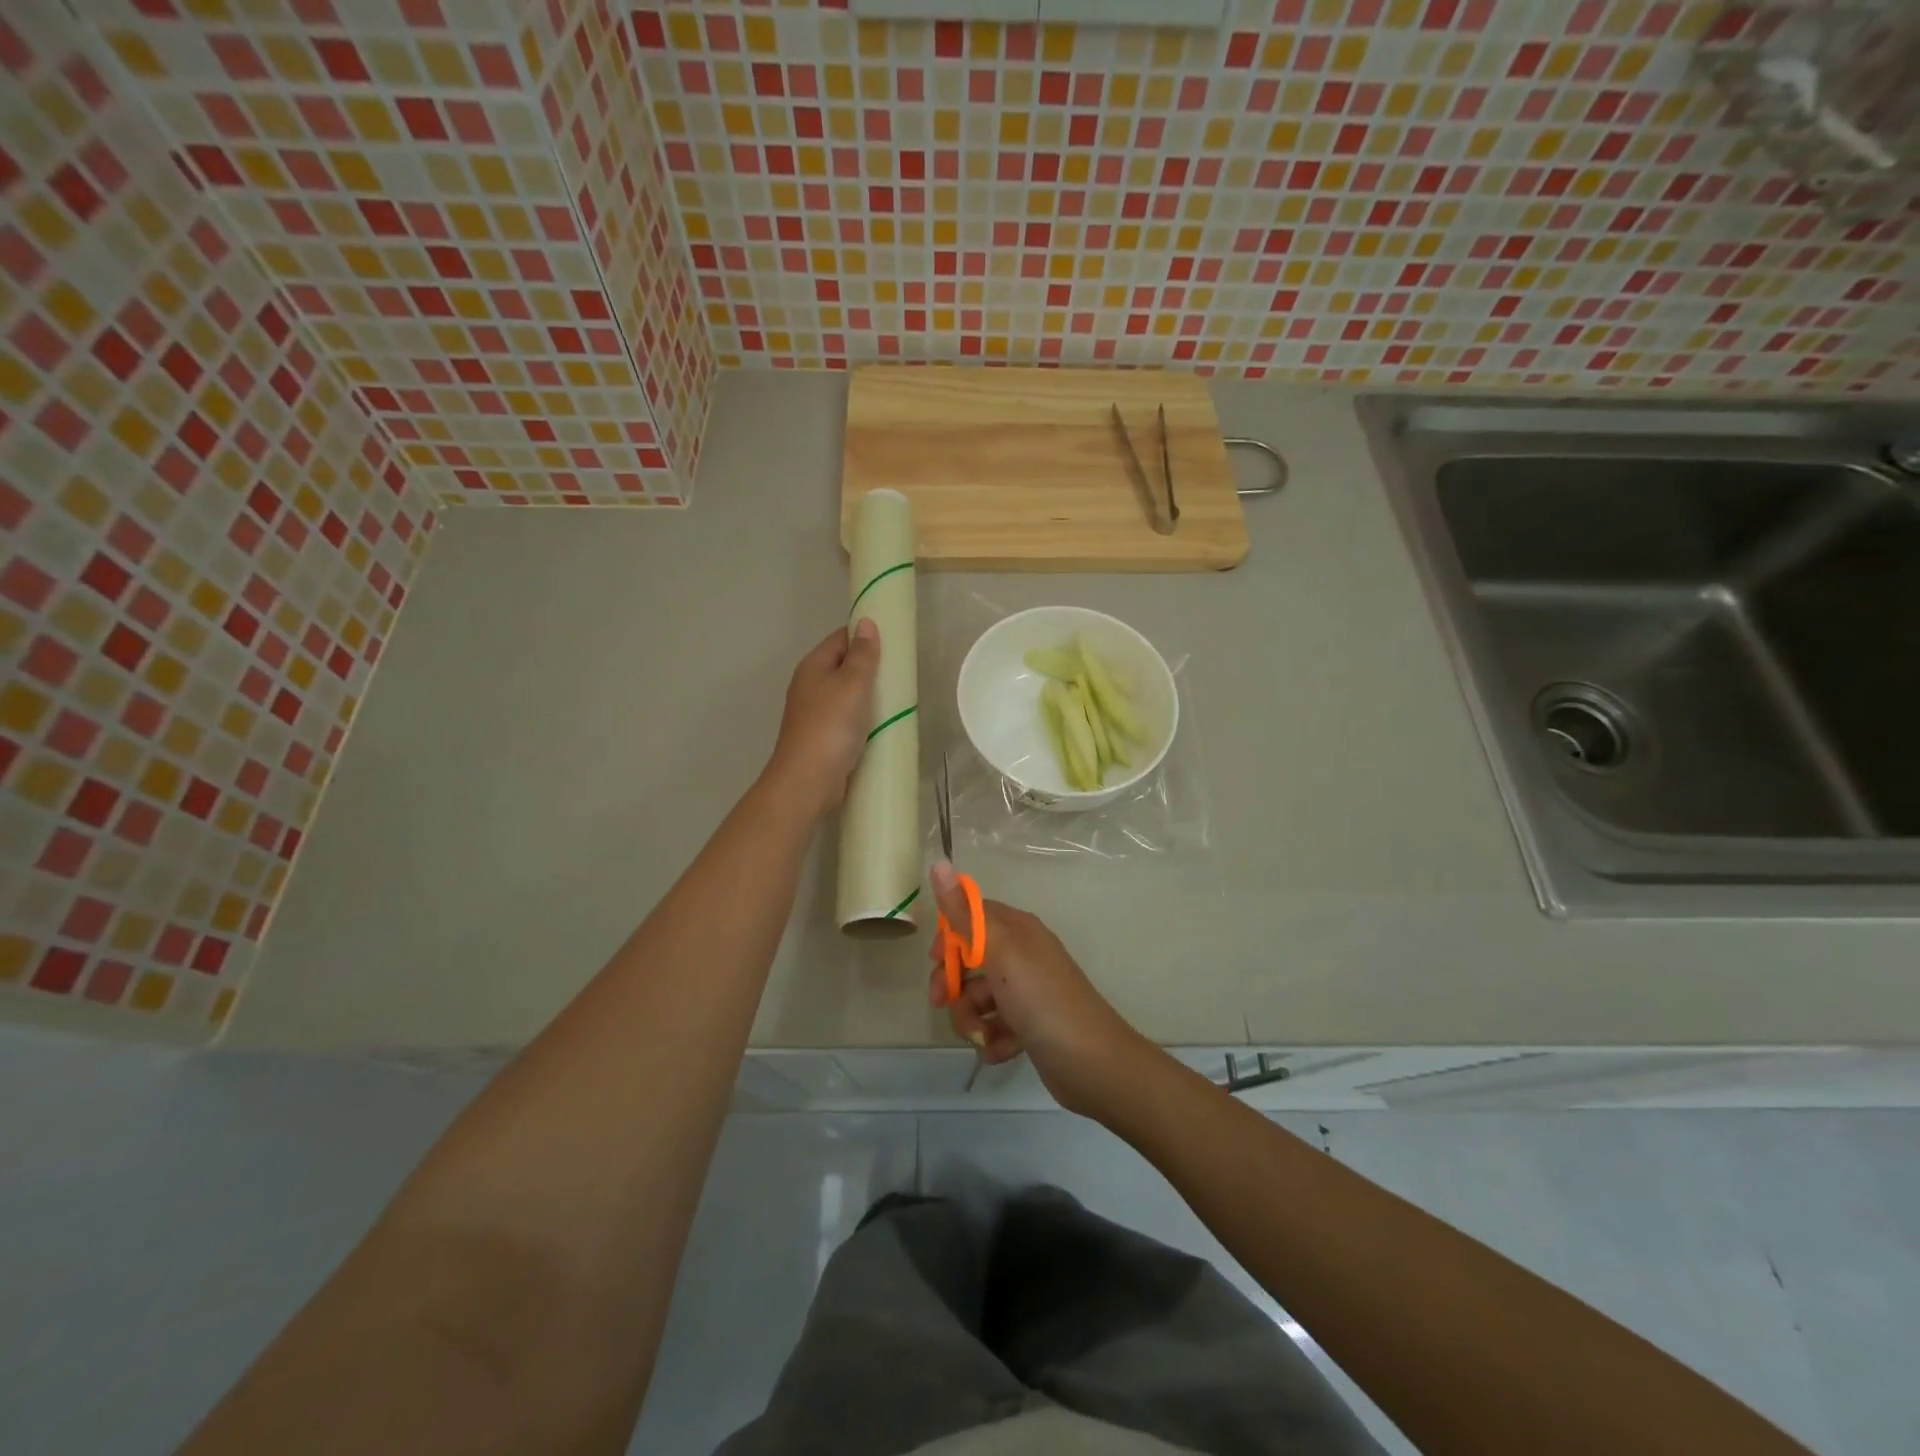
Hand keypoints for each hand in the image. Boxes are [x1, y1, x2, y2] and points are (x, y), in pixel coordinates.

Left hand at [766, 619, 880, 815]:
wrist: (808, 780)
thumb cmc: (831, 725)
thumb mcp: (852, 683)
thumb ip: (862, 654)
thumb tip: (866, 622)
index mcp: (813, 666)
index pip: (841, 638)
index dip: (865, 636)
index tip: (894, 642)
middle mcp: (810, 686)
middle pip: (844, 666)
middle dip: (871, 668)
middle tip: (902, 672)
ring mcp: (815, 714)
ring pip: (847, 695)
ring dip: (869, 696)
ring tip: (899, 698)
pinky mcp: (823, 738)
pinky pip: (848, 719)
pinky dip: (865, 719)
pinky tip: (883, 725)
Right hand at [926, 861, 1146, 1117]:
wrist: (1092, 1061)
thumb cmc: (1041, 998)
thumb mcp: (999, 950)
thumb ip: (964, 913)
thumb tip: (940, 861)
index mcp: (1017, 930)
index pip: (972, 916)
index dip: (949, 936)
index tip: (935, 959)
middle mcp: (1022, 955)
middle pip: (970, 961)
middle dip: (953, 985)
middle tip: (942, 1003)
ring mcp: (1027, 992)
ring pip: (979, 999)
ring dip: (971, 1020)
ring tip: (982, 1036)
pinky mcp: (1030, 1025)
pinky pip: (996, 1027)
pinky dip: (993, 1039)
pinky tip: (1000, 1050)